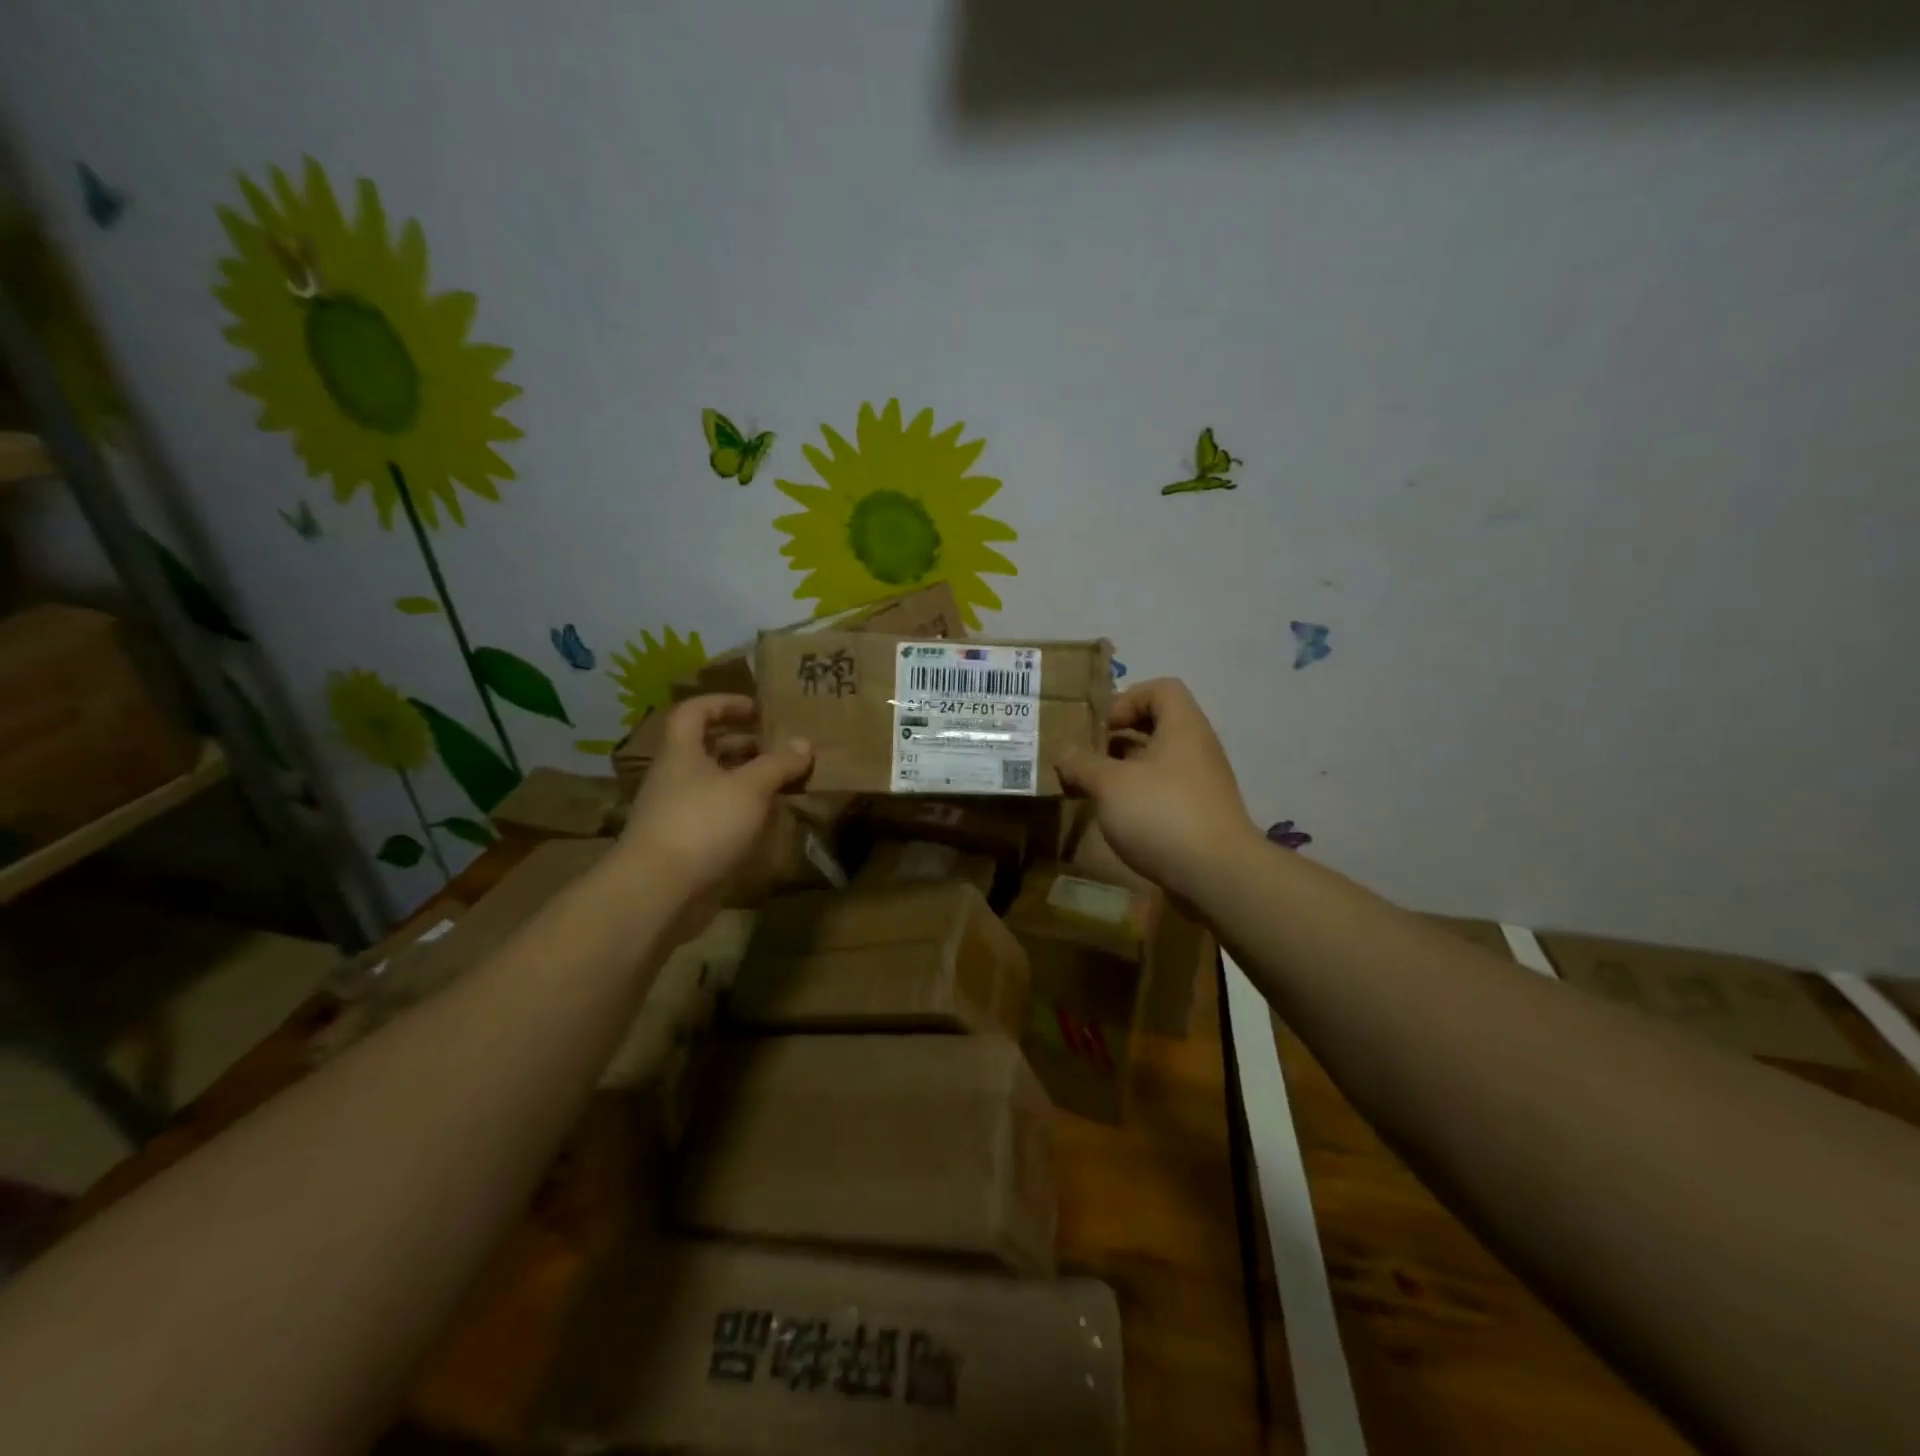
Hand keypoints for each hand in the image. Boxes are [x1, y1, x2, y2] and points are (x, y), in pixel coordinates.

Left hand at [615, 695, 812, 906]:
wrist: (658, 892)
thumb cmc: (702, 824)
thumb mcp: (749, 788)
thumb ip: (778, 764)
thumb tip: (804, 743)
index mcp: (682, 753)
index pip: (694, 712)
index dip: (723, 703)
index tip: (756, 709)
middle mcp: (675, 779)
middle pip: (707, 750)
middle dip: (745, 745)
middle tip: (780, 749)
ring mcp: (678, 814)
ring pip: (716, 787)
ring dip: (748, 782)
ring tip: (784, 785)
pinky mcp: (687, 846)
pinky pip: (718, 819)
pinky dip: (743, 816)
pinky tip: (770, 824)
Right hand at [1057, 678, 1259, 901]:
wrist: (1218, 875)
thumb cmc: (1162, 814)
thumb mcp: (1110, 785)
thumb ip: (1082, 765)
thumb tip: (1064, 754)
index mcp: (1183, 727)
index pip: (1162, 688)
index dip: (1128, 698)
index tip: (1103, 727)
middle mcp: (1197, 748)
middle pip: (1158, 725)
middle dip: (1119, 738)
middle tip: (1090, 757)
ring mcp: (1202, 783)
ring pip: (1159, 762)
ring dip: (1125, 770)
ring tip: (1095, 789)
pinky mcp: (1200, 814)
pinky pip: (1165, 791)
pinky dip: (1140, 796)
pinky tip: (1117, 817)